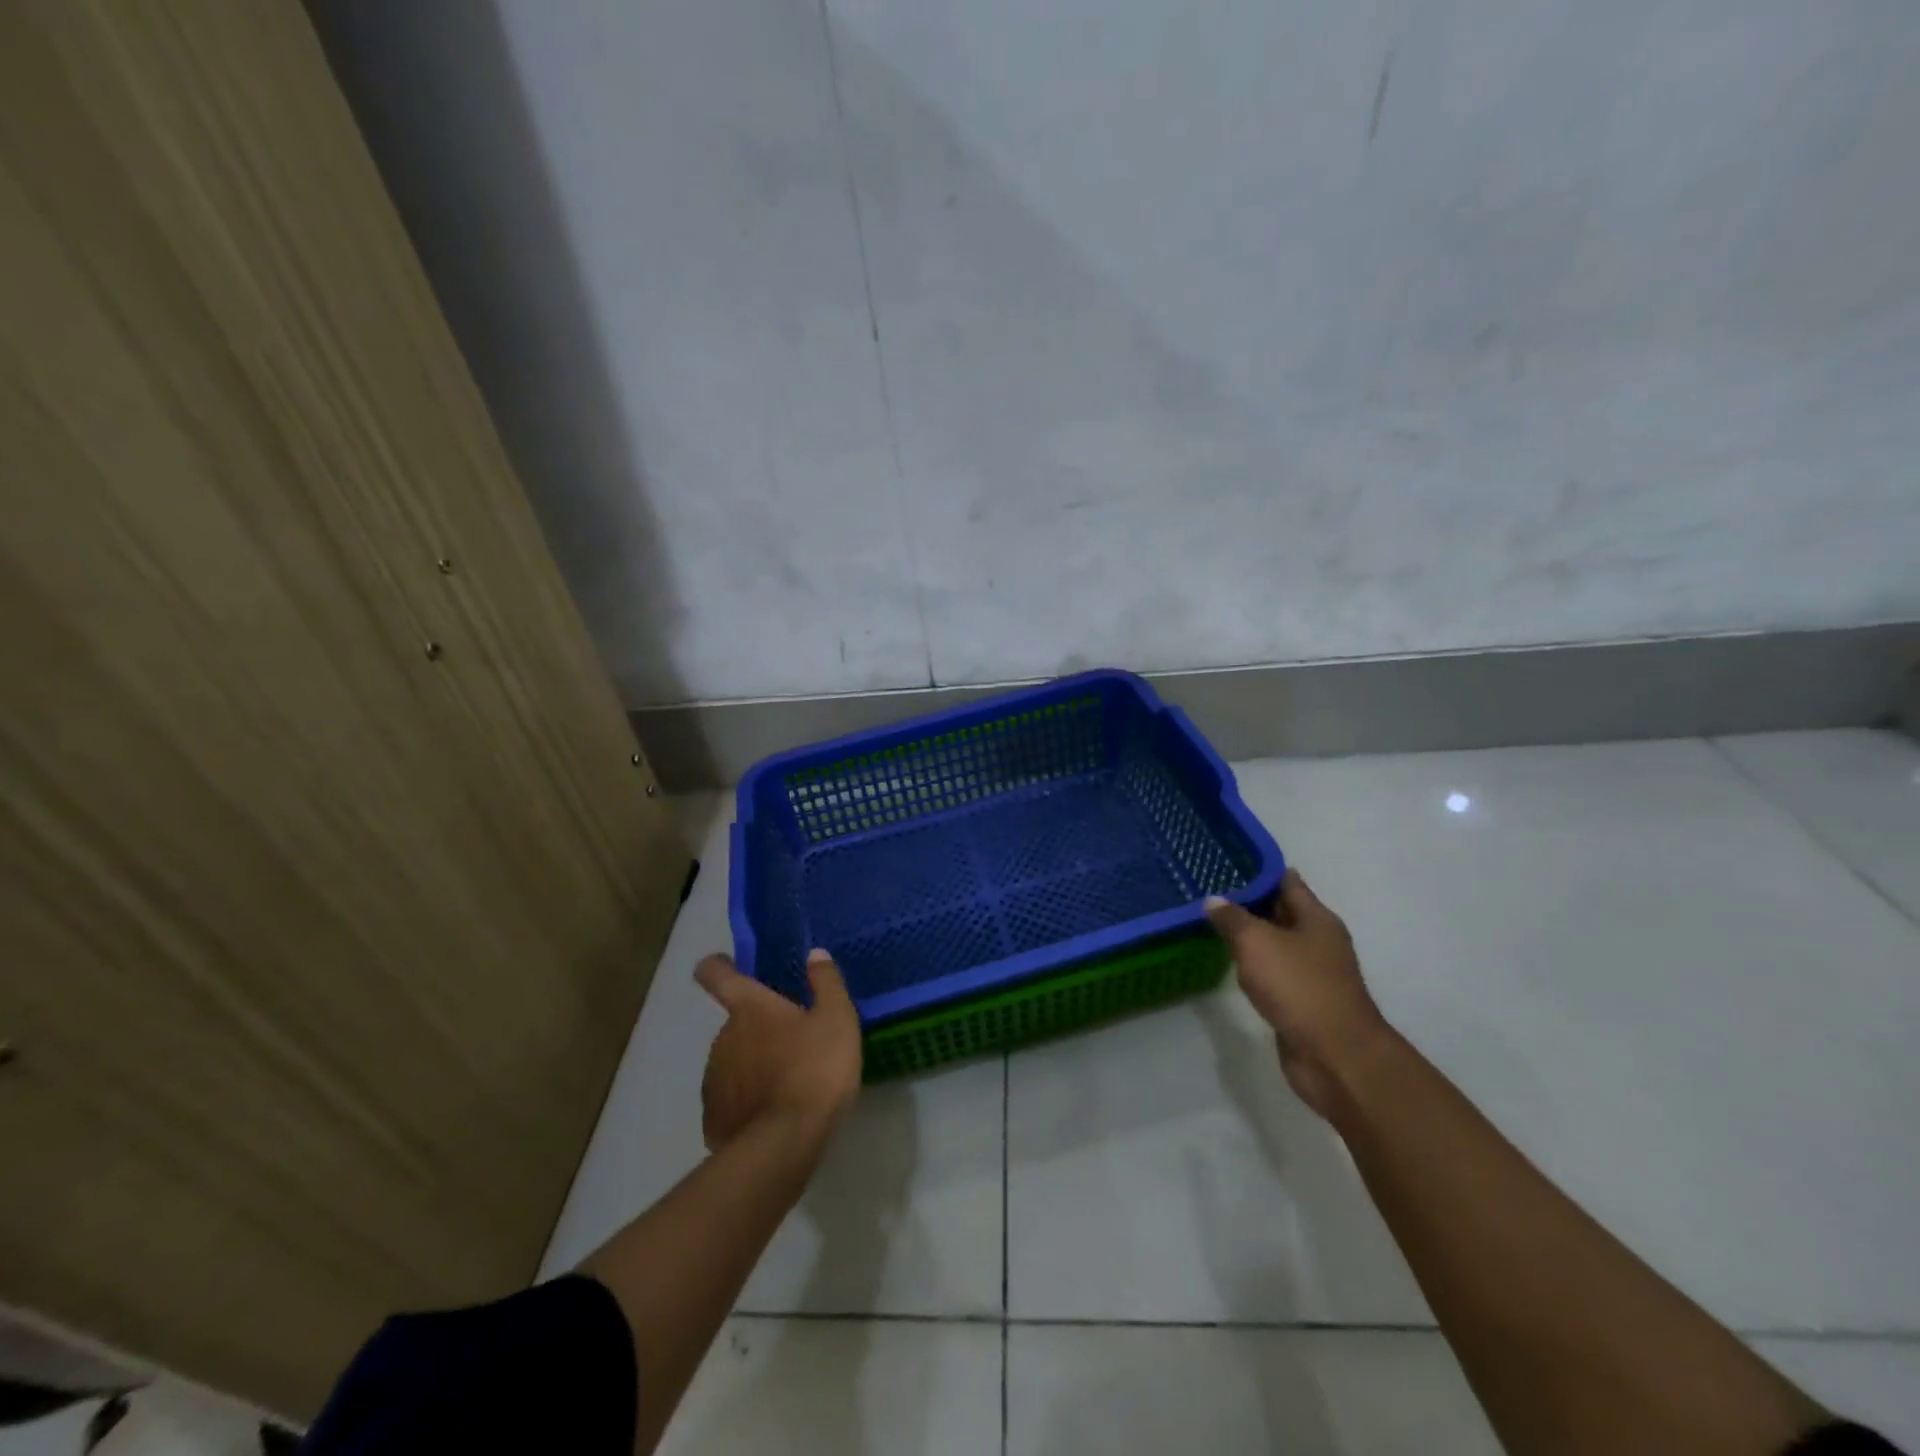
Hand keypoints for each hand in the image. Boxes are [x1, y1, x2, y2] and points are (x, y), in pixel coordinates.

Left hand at [694, 949, 862, 1152]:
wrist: (785, 1143)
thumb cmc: (815, 1069)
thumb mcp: (837, 1019)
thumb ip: (826, 982)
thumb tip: (816, 954)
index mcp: (749, 1009)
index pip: (716, 974)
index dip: (717, 966)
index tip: (726, 965)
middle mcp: (722, 1037)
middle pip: (736, 1023)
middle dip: (759, 1029)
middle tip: (794, 1044)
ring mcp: (713, 1079)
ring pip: (733, 1061)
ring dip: (753, 1065)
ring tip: (788, 1083)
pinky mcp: (713, 1118)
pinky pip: (731, 1098)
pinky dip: (747, 1101)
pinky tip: (773, 1114)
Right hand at [1205, 870, 1388, 1120]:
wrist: (1335, 1056)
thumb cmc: (1299, 987)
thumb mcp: (1257, 942)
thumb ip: (1232, 918)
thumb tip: (1213, 900)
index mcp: (1316, 918)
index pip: (1285, 880)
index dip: (1256, 870)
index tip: (1223, 861)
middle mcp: (1318, 940)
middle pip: (1280, 910)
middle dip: (1248, 901)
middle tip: (1208, 889)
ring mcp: (1312, 972)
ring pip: (1275, 943)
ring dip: (1249, 935)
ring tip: (1211, 922)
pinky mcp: (1302, 1000)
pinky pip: (1273, 972)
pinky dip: (1253, 965)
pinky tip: (1229, 962)